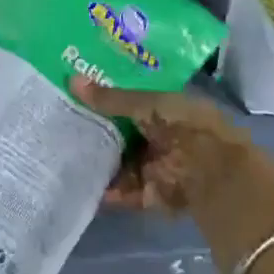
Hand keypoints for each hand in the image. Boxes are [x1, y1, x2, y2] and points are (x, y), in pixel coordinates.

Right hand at [71, 76, 253, 213]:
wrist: (211, 173)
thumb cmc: (183, 126)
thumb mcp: (145, 104)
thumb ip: (110, 98)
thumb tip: (72, 80)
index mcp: (167, 107)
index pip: (132, 98)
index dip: (108, 95)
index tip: (77, 92)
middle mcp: (162, 134)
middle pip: (123, 131)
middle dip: (97, 129)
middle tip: (61, 122)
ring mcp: (157, 164)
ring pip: (121, 161)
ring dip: (99, 160)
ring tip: (64, 153)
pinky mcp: (153, 193)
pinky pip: (125, 190)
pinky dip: (108, 190)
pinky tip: (82, 184)